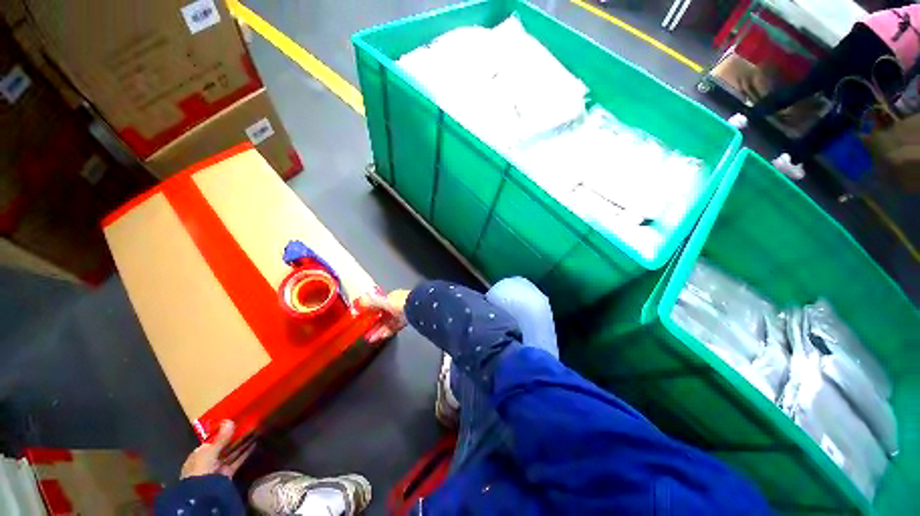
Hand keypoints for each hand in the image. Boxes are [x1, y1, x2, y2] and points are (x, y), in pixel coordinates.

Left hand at [180, 420, 254, 478]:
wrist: (203, 491)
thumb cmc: (201, 467)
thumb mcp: (210, 450)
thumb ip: (222, 437)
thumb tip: (229, 420)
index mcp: (199, 454)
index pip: (212, 441)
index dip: (223, 433)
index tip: (235, 423)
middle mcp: (208, 460)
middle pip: (224, 447)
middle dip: (236, 438)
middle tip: (249, 426)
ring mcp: (218, 467)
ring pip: (232, 453)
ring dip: (243, 444)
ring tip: (255, 432)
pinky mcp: (228, 473)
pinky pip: (237, 461)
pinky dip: (246, 453)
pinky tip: (255, 444)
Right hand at [359, 289, 408, 342]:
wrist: (418, 308)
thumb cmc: (401, 302)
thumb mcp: (384, 301)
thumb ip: (373, 302)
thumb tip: (362, 299)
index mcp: (392, 297)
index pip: (379, 305)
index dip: (371, 313)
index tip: (364, 320)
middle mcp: (396, 305)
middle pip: (383, 316)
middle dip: (374, 325)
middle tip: (366, 334)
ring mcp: (401, 313)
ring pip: (388, 323)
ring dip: (379, 331)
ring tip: (371, 339)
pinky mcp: (406, 321)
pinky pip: (394, 327)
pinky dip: (387, 332)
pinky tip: (381, 337)